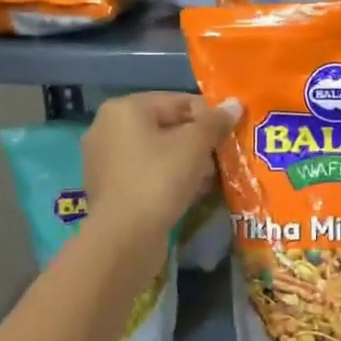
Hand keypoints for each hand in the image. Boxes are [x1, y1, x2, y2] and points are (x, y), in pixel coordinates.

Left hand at [82, 93, 238, 246]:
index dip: (209, 116)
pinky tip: (192, 193)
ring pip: (158, 153)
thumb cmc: (159, 180)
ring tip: (212, 178)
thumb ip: (215, 122)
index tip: (231, 134)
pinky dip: (169, 180)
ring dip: (187, 163)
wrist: (124, 238)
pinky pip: (147, 174)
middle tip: (224, 158)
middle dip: (198, 142)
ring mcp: (105, 161)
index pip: (178, 101)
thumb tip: (235, 104)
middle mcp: (108, 129)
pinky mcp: (110, 189)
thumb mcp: (194, 146)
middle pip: (166, 126)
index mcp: (124, 109)